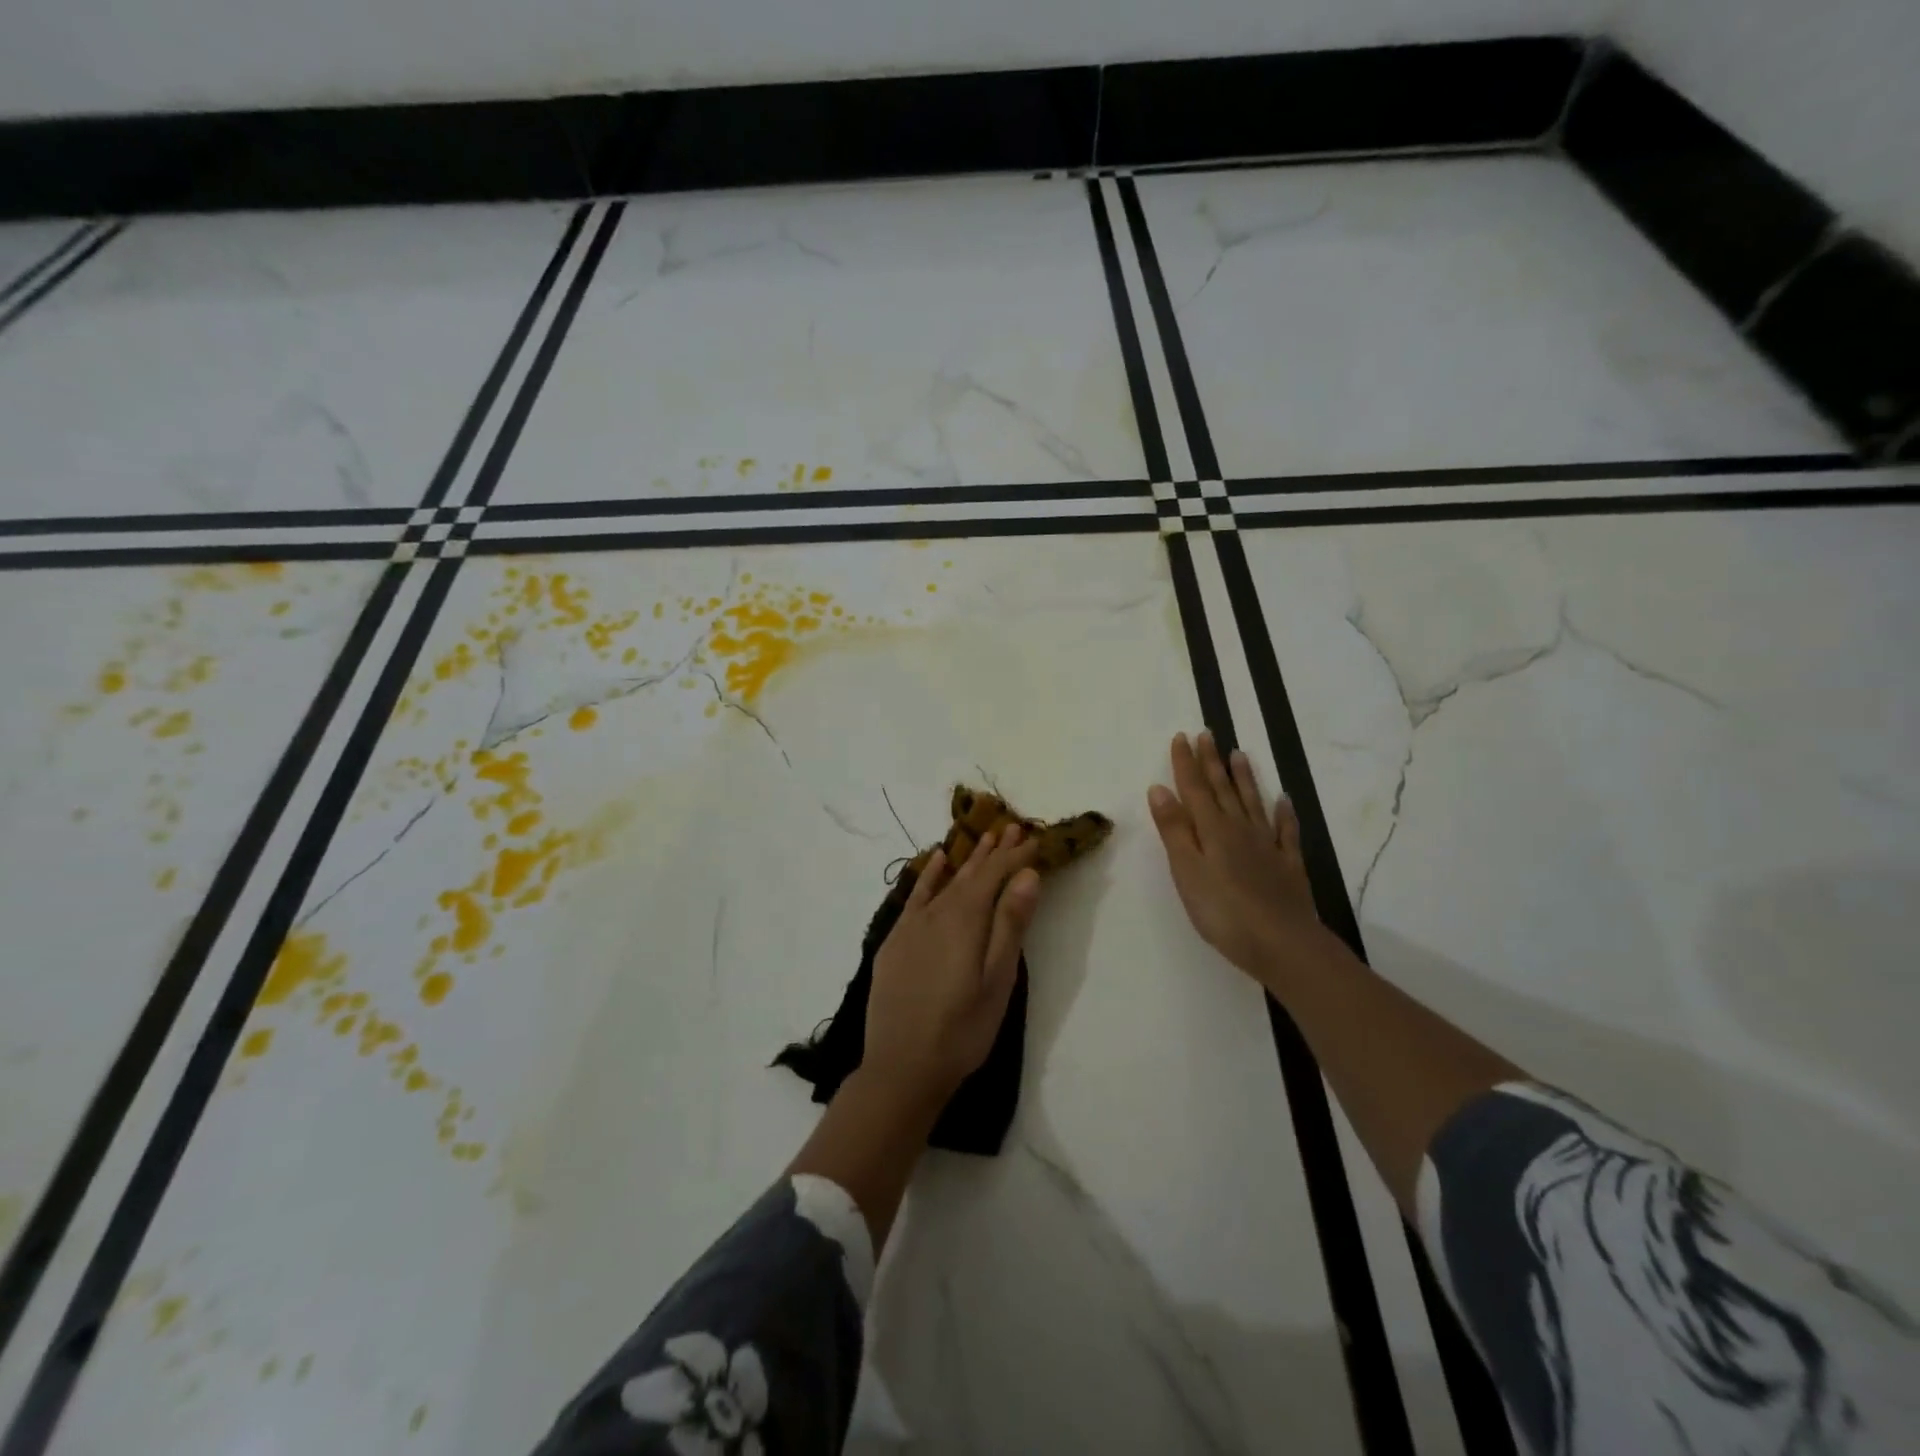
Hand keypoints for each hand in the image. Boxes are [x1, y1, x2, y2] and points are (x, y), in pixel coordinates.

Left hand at [864, 826, 1042, 1107]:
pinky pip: (915, 895)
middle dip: (994, 850)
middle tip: (1013, 826)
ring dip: (966, 858)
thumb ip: (1010, 925)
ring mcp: (912, 925)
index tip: (1036, 839)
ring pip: (945, 880)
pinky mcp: (895, 940)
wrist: (901, 1068)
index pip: (994, 876)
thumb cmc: (962, 1030)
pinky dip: (928, 875)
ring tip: (984, 836)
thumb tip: (1027, 875)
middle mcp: (937, 913)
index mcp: (965, 920)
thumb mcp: (997, 982)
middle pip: (970, 873)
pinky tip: (936, 860)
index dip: (1016, 857)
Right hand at [1148, 731, 1323, 983]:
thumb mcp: (1187, 871)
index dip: (1186, 763)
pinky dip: (1284, 813)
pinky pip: (1286, 831)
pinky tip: (1284, 801)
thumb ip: (1174, 829)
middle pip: (1223, 790)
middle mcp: (1240, 830)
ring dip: (1245, 778)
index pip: (1194, 789)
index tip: (1181, 736)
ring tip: (1239, 754)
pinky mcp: (1288, 866)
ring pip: (1253, 803)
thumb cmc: (1224, 912)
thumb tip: (1159, 788)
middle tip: (1207, 734)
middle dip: (1212, 761)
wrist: (1283, 944)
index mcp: (1212, 830)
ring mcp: (1268, 846)